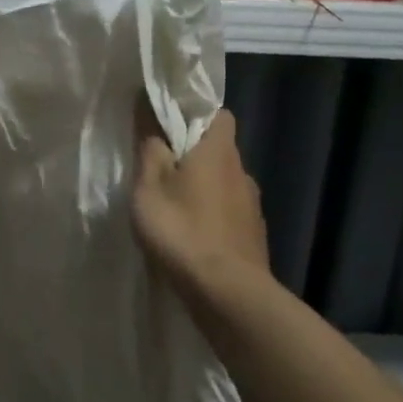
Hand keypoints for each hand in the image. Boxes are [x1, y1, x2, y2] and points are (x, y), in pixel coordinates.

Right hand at [132, 106, 269, 290]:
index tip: (168, 126)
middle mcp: (242, 172)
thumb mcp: (149, 187)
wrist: (227, 292)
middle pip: (218, 151)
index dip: (195, 114)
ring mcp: (252, 206)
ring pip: (224, 183)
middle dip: (193, 156)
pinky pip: (228, 213)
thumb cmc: (182, 230)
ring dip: (202, 189)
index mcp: (218, 152)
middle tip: (161, 171)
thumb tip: (150, 109)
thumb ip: (150, 148)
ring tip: (174, 209)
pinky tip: (192, 237)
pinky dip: (212, 217)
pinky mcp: (253, 235)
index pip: (219, 114)